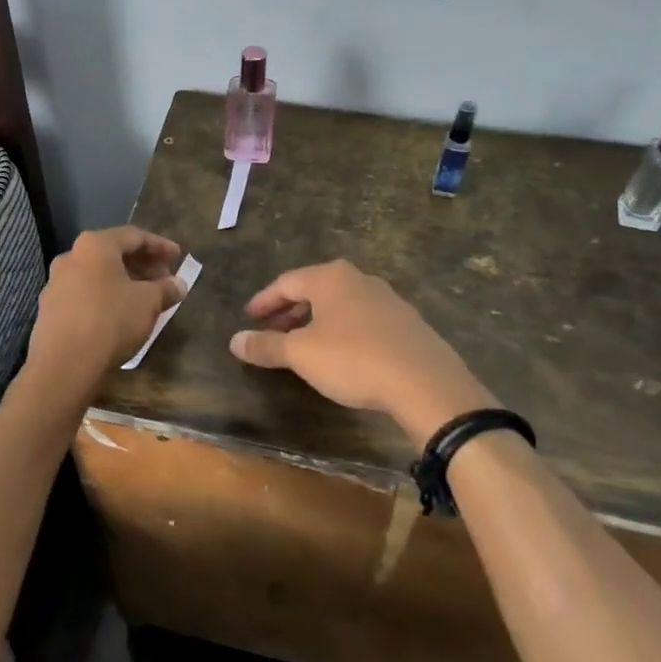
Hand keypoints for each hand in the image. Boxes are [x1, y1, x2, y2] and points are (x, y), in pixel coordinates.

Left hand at [27, 227, 188, 389]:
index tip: (178, 257)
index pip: (134, 236)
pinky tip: (120, 314)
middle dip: (142, 264)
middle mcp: (71, 257)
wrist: (64, 364)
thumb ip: (166, 288)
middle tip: (164, 278)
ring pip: (98, 275)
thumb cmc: (111, 321)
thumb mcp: (148, 303)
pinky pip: (85, 294)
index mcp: (94, 245)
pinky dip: (106, 297)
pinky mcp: (50, 309)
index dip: (160, 246)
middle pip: (113, 254)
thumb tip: (178, 284)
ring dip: (124, 282)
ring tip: (145, 297)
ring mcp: (56, 283)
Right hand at [229, 259, 494, 444]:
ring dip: (316, 322)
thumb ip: (267, 345)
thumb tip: (235, 341)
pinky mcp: (407, 323)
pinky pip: (363, 320)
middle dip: (289, 311)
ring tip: (302, 345)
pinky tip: (341, 355)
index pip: (286, 283)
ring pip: (340, 305)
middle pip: (314, 290)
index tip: (248, 318)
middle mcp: (360, 279)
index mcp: (331, 277)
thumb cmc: (353, 359)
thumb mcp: (301, 354)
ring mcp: (388, 299)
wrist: (425, 383)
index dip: (263, 302)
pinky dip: (342, 331)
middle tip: (271, 332)